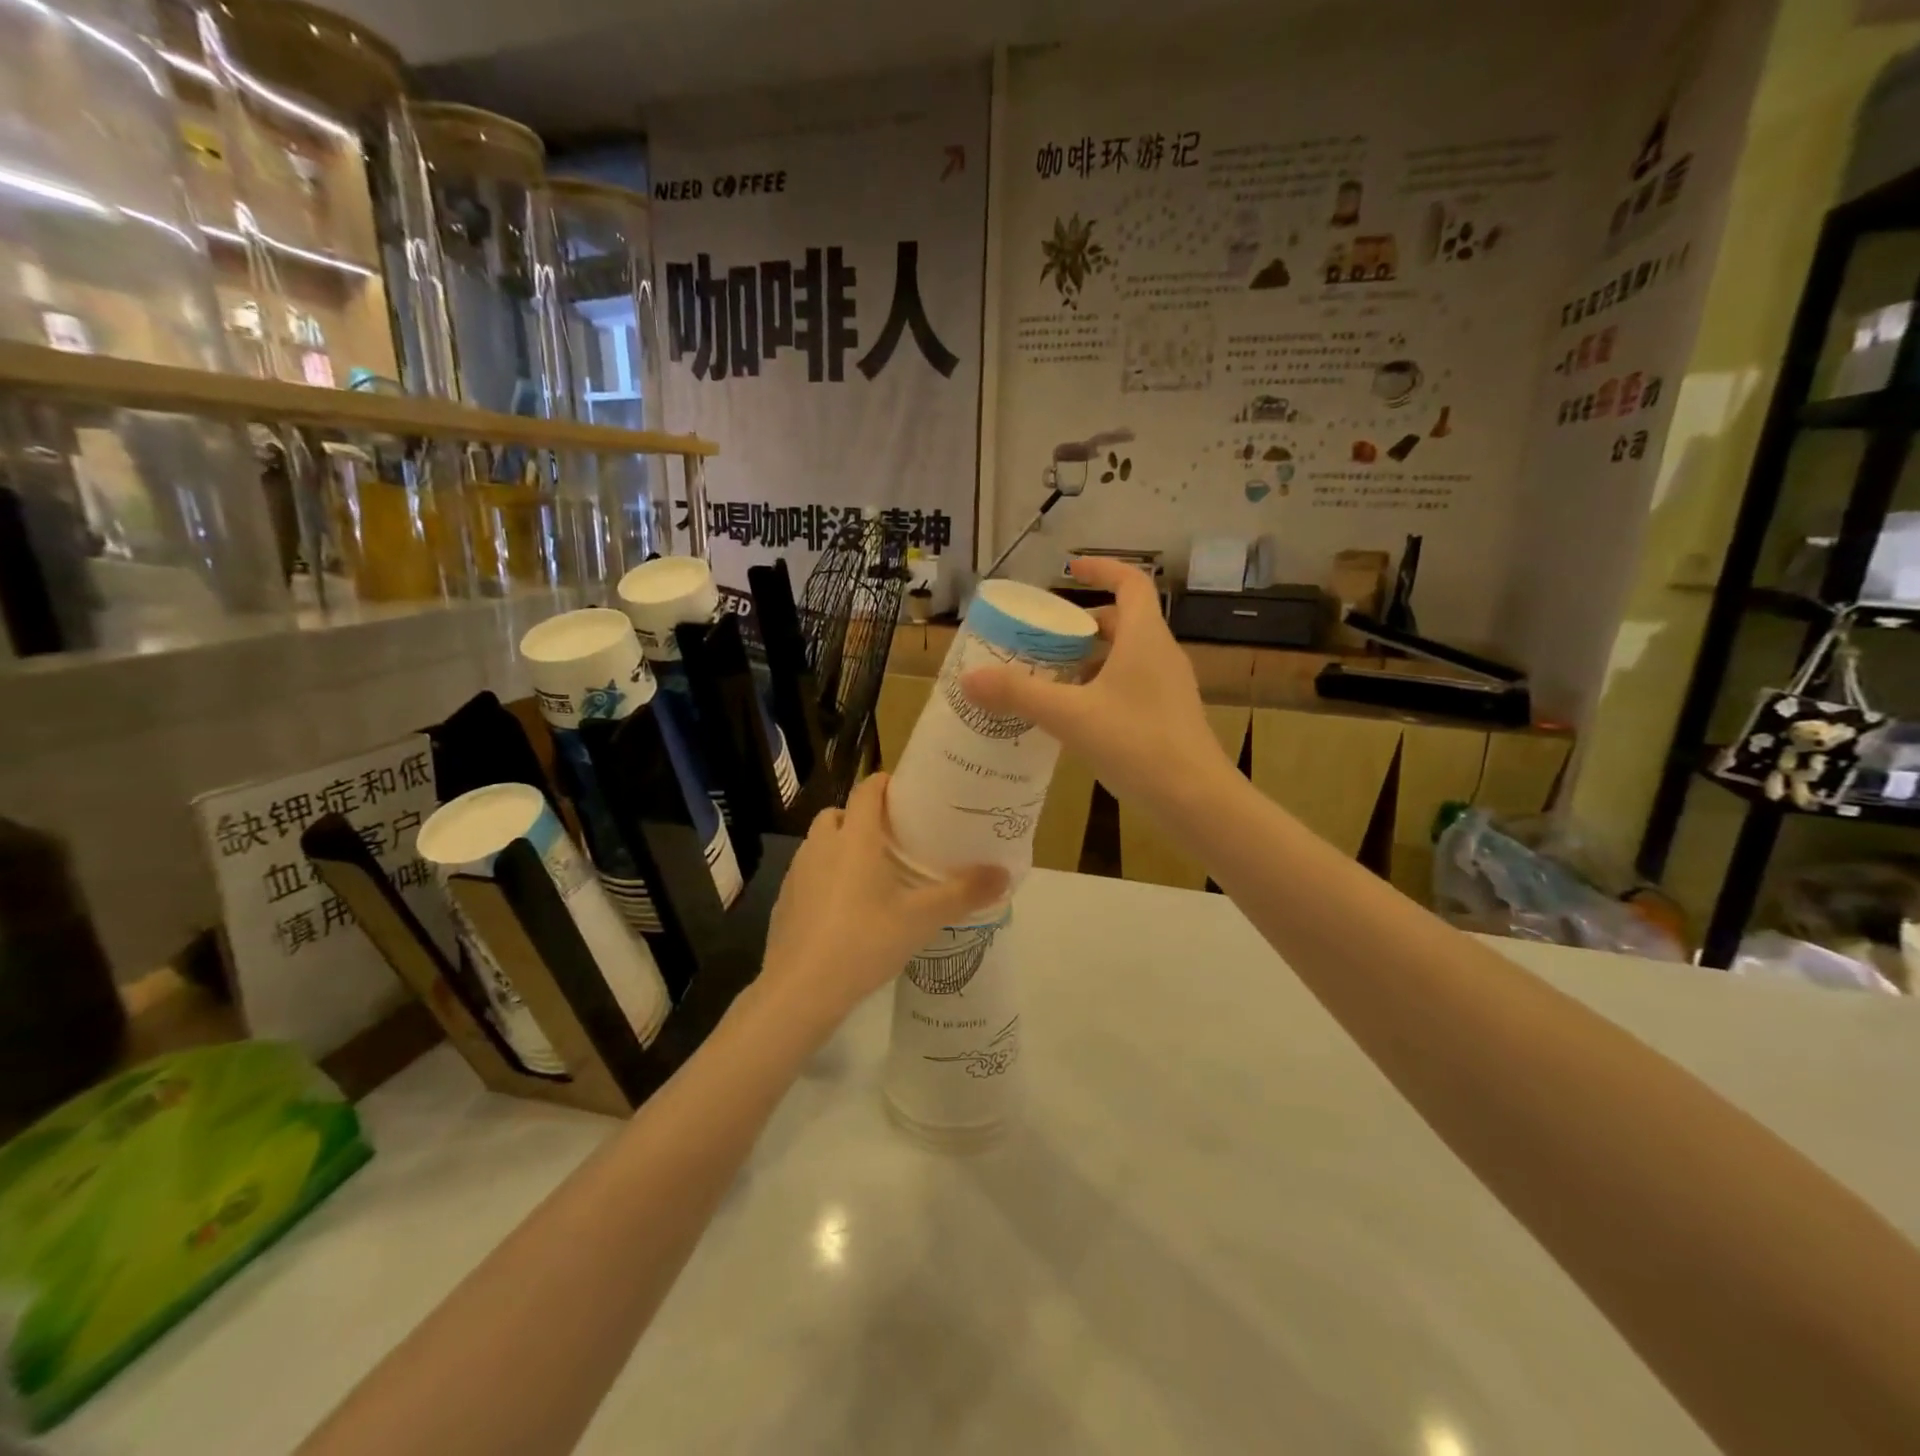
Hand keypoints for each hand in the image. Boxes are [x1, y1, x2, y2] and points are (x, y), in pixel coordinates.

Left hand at [757, 774, 1007, 1035]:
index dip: (885, 784)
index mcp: (855, 839)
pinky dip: (823, 879)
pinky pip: (807, 875)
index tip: (906, 793)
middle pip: (839, 814)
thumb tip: (1004, 873)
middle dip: (862, 818)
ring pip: (819, 844)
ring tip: (869, 875)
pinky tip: (843, 910)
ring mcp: (797, 874)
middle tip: (891, 840)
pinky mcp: (784, 901)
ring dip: (840, 848)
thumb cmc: (865, 942)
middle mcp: (821, 846)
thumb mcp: (922, 919)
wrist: (802, 990)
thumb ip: (963, 894)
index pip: (866, 790)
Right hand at [960, 557, 1225, 817]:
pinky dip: (1102, 687)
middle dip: (1083, 625)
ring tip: (1052, 677)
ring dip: (1090, 659)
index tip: (1071, 570)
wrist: (1195, 799)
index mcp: (1144, 637)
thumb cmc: (1136, 743)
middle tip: (1046, 637)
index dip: (1102, 569)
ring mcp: (1169, 687)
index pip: (1131, 582)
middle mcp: (1161, 654)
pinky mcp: (1168, 715)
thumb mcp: (1070, 715)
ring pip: (1126, 657)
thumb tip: (969, 679)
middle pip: (1123, 621)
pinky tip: (1076, 716)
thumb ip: (1019, 694)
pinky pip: (1132, 685)